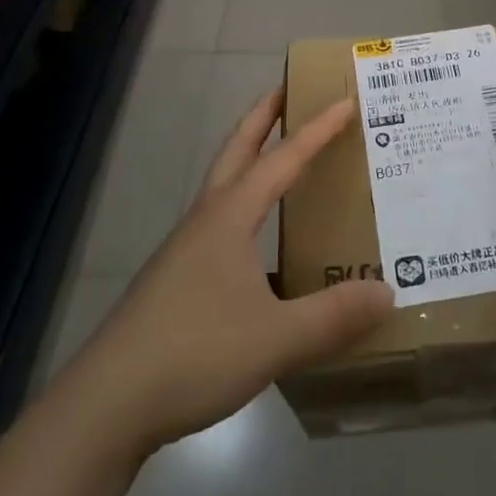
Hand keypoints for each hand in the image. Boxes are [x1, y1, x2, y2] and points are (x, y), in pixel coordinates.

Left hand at [51, 91, 393, 462]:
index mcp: (230, 216)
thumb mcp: (276, 338)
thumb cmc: (195, 353)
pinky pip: (218, 226)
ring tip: (279, 161)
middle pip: (236, 150)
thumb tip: (387, 292)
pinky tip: (260, 249)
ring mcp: (185, 251)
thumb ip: (333, 316)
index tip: (344, 100)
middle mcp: (206, 221)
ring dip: (249, 160)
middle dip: (262, 117)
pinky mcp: (175, 282)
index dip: (316, 130)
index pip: (283, 159)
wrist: (107, 404)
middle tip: (287, 90)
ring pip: (223, 187)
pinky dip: (243, 211)